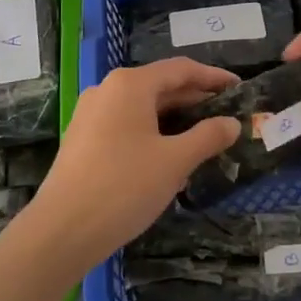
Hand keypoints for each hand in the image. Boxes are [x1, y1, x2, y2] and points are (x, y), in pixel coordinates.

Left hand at [23, 59, 241, 270]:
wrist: (62, 231)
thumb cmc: (124, 186)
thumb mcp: (175, 161)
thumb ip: (207, 137)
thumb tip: (232, 123)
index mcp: (130, 84)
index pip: (181, 69)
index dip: (213, 77)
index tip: (239, 88)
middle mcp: (108, 89)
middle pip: (161, 85)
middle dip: (195, 99)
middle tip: (226, 115)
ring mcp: (91, 114)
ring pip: (143, 107)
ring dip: (174, 118)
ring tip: (203, 136)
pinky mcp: (83, 138)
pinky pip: (126, 124)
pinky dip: (152, 131)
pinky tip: (168, 155)